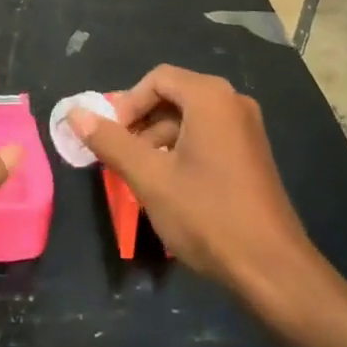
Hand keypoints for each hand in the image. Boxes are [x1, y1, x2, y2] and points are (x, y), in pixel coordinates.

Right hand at [71, 65, 317, 302]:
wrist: (272, 267)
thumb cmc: (207, 214)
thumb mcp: (150, 178)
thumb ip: (111, 142)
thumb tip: (74, 114)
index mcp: (211, 97)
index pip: (157, 78)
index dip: (127, 104)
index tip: (111, 137)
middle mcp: (232, 102)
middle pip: (174, 96)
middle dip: (141, 123)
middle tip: (120, 157)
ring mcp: (246, 128)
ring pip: (190, 119)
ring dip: (159, 140)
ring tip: (141, 176)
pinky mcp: (252, 153)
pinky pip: (208, 136)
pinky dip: (182, 150)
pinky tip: (171, 186)